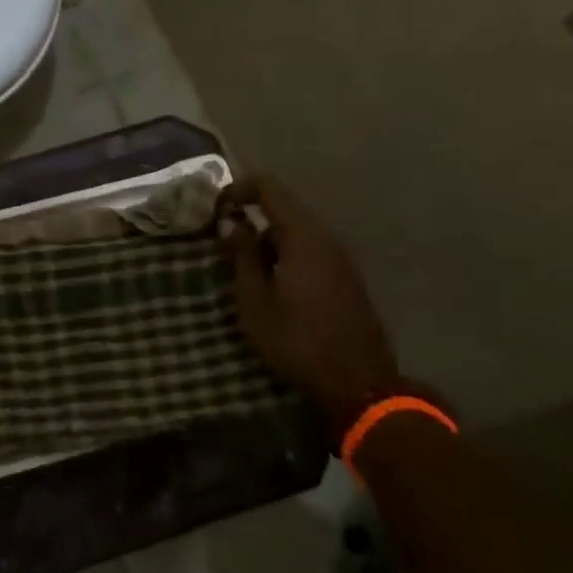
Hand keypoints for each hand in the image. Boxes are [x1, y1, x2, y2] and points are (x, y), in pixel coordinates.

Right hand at [219, 176, 399, 443]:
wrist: (357, 384)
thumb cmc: (296, 340)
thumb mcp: (254, 300)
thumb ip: (241, 256)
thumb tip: (229, 223)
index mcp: (303, 237)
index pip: (269, 188)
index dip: (239, 189)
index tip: (215, 209)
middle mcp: (326, 239)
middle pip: (283, 213)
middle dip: (251, 224)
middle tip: (223, 250)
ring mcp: (340, 260)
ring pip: (296, 236)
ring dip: (267, 246)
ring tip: (243, 276)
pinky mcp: (346, 280)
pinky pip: (310, 255)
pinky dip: (285, 261)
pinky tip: (272, 290)